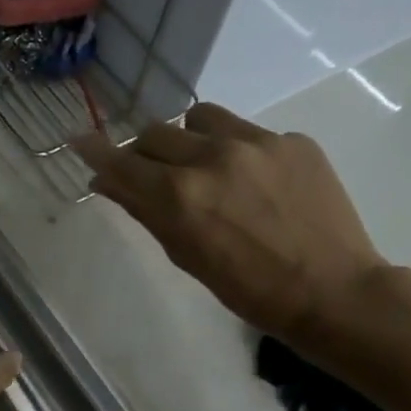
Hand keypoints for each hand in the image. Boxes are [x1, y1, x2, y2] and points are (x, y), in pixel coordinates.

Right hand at [73, 105, 388, 350]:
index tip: (79, 140)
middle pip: (155, 132)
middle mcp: (213, 157)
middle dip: (143, 152)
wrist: (332, 291)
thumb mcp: (185, 256)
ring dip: (189, 139)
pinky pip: (247, 131)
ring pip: (200, 119)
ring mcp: (258, 143)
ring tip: (205, 166)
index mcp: (181, 195)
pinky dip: (236, 151)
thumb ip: (145, 212)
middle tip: (151, 173)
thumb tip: (106, 182)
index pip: (122, 162)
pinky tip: (255, 183)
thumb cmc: (248, 290)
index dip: (95, 151)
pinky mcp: (293, 140)